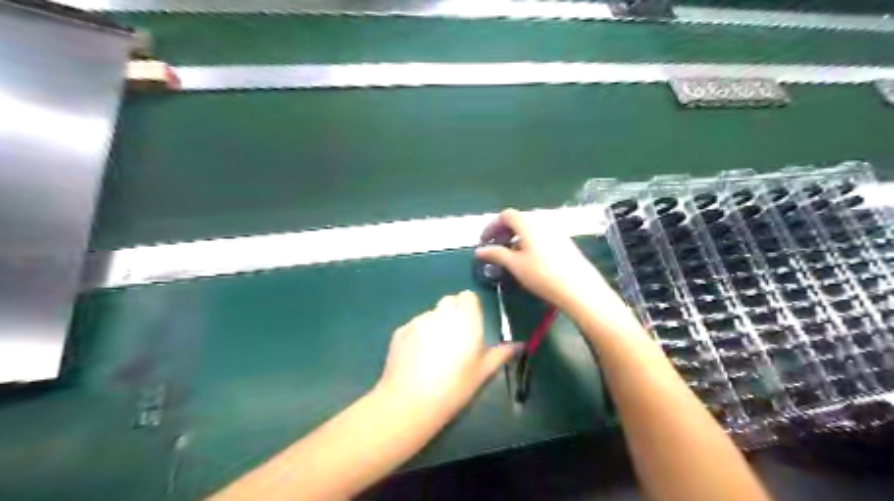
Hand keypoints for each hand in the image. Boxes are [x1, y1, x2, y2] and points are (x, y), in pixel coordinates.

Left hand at [375, 292, 517, 419]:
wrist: (410, 401)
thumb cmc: (454, 386)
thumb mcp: (483, 372)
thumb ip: (501, 353)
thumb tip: (519, 345)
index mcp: (465, 318)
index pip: (468, 296)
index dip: (470, 308)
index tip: (472, 327)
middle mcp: (441, 312)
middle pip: (449, 301)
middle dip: (453, 314)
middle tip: (456, 340)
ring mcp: (418, 320)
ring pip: (431, 314)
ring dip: (435, 325)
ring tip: (434, 353)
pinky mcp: (400, 331)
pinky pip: (414, 326)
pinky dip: (418, 336)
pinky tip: (417, 359)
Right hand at [474, 207, 615, 308]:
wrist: (579, 288)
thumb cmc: (542, 274)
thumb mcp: (515, 265)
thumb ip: (496, 254)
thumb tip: (479, 250)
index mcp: (528, 223)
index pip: (506, 215)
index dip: (492, 225)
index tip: (484, 241)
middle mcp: (543, 222)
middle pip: (519, 220)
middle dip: (503, 232)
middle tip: (494, 248)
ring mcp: (556, 231)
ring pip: (530, 229)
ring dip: (516, 238)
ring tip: (509, 256)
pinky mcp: (565, 242)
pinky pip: (541, 236)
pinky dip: (529, 243)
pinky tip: (528, 260)